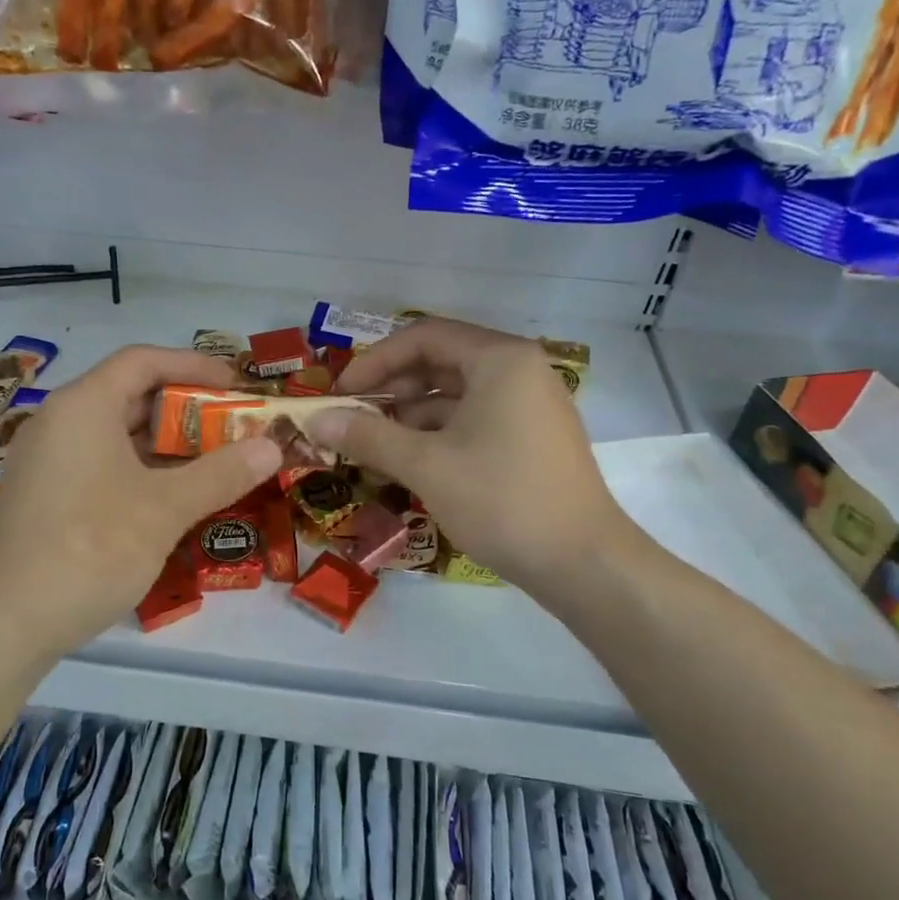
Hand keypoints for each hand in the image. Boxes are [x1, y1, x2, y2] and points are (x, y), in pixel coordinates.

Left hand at [0, 346, 281, 658]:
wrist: (7, 625)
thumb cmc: (91, 549)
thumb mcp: (165, 509)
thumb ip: (222, 473)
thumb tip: (272, 448)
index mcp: (82, 407)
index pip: (143, 361)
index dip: (194, 366)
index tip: (237, 384)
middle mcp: (58, 423)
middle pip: (130, 396)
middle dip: (186, 410)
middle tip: (234, 427)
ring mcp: (47, 463)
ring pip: (116, 435)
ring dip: (166, 445)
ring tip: (215, 462)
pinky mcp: (44, 498)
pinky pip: (100, 465)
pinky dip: (140, 470)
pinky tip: (173, 498)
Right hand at [308, 318, 641, 602]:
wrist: (582, 563)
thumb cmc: (502, 500)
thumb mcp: (427, 465)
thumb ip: (369, 436)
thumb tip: (316, 420)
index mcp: (500, 360)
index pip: (425, 336)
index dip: (375, 360)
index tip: (341, 392)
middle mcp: (519, 371)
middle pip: (441, 362)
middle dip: (391, 389)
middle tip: (353, 419)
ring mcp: (529, 406)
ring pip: (456, 395)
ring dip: (410, 416)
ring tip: (372, 446)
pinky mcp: (530, 439)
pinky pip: (473, 421)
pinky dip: (437, 435)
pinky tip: (408, 463)